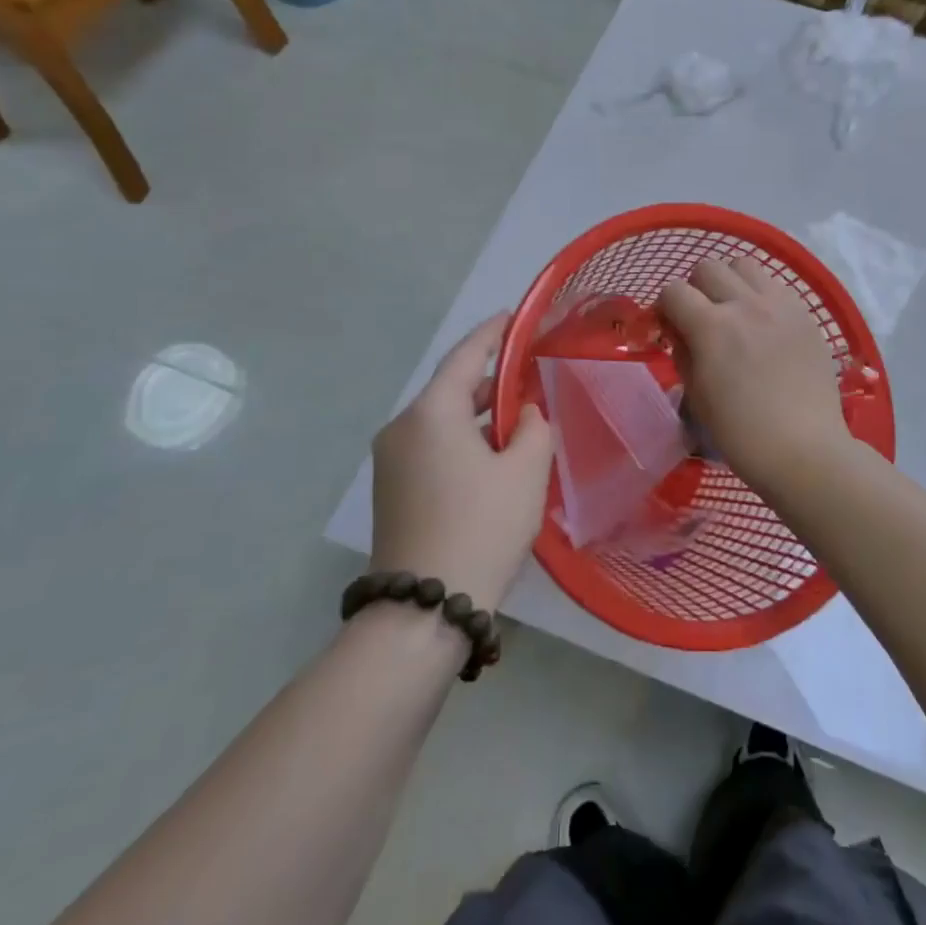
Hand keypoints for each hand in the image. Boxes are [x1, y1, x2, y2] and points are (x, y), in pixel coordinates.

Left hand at [371, 314, 553, 606]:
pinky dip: (463, 442)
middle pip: (451, 389)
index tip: (513, 316)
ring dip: (479, 417)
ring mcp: (391, 461)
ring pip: (442, 422)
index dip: (492, 333)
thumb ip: (535, 427)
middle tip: (530, 376)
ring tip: (520, 421)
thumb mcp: (527, 471)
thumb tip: (525, 414)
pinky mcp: (391, 491)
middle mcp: (402, 428)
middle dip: (491, 382)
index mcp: (431, 412)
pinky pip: (432, 448)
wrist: (424, 608)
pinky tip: (493, 459)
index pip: (465, 356)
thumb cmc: (483, 526)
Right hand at [658, 258, 852, 491]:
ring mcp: (781, 305)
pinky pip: (776, 285)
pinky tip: (765, 324)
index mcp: (712, 327)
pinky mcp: (806, 314)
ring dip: (731, 282)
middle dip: (696, 289)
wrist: (804, 450)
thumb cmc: (741, 434)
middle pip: (709, 267)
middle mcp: (746, 304)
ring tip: (735, 311)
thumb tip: (680, 331)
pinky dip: (762, 295)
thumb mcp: (696, 396)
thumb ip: (683, 353)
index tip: (668, 326)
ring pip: (745, 265)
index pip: (674, 290)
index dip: (664, 307)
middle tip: (701, 318)